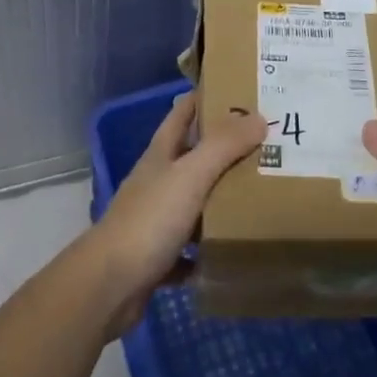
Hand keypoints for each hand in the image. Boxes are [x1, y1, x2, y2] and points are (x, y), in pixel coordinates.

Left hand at [82, 93, 265, 334]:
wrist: (109, 286)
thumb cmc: (150, 220)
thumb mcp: (190, 175)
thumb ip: (223, 146)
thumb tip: (259, 116)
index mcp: (161, 154)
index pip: (183, 112)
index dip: (206, 97)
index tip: (241, 90)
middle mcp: (156, 181)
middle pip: (192, 157)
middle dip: (225, 150)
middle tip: (266, 145)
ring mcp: (155, 220)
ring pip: (194, 202)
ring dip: (220, 200)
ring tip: (260, 195)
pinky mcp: (157, 257)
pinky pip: (190, 249)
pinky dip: (208, 249)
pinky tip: (232, 251)